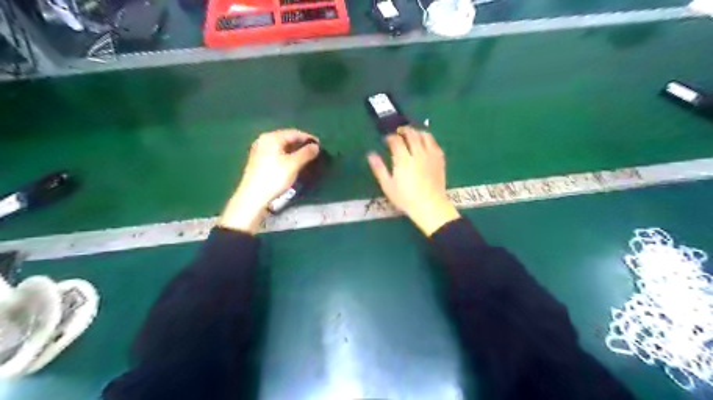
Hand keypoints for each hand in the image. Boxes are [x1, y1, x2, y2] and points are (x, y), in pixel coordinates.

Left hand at [218, 128, 317, 233]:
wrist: (253, 196)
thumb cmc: (274, 178)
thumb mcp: (293, 165)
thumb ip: (306, 153)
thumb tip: (316, 146)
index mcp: (272, 137)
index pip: (294, 133)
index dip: (308, 138)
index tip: (320, 145)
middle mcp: (264, 140)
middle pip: (287, 138)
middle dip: (301, 144)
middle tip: (314, 151)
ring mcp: (259, 149)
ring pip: (282, 146)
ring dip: (294, 150)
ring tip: (306, 157)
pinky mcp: (258, 160)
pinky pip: (276, 152)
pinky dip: (287, 155)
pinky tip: (292, 162)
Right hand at [367, 127, 462, 235]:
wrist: (430, 206)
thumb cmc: (406, 198)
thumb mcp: (388, 186)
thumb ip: (379, 168)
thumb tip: (370, 154)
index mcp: (403, 159)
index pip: (396, 140)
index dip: (390, 137)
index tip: (386, 140)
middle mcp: (417, 153)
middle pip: (411, 133)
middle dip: (403, 130)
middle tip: (398, 133)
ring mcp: (430, 155)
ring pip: (424, 135)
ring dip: (416, 132)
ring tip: (411, 135)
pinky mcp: (440, 159)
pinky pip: (434, 143)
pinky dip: (428, 139)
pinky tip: (424, 143)